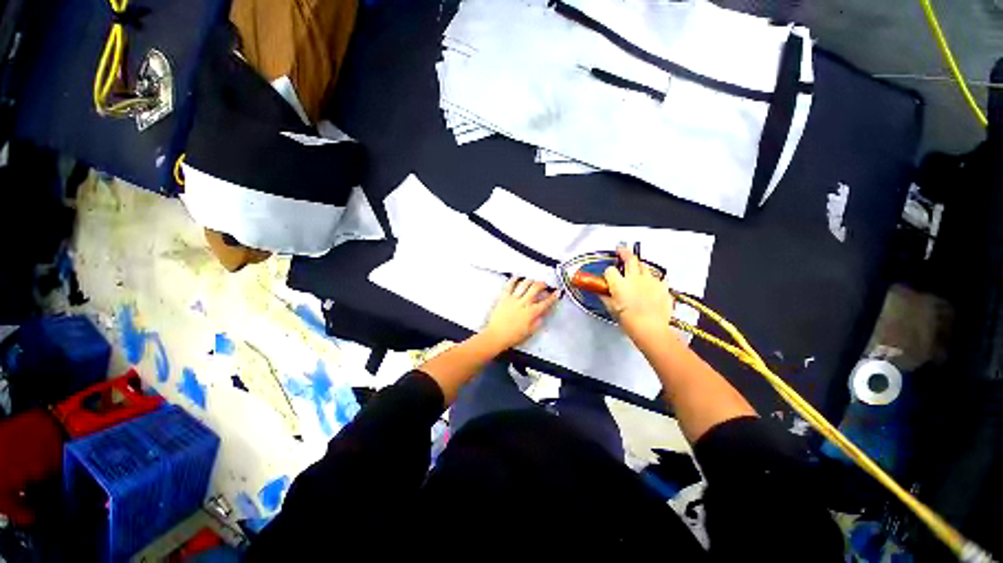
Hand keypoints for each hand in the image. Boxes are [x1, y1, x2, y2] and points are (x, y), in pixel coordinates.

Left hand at [482, 277, 560, 349]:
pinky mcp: (504, 297)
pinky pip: (509, 285)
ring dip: (530, 280)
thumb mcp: (530, 331)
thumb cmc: (513, 336)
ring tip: (533, 280)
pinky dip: (513, 279)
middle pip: (535, 288)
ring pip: (524, 284)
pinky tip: (517, 276)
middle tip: (544, 284)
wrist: (496, 336)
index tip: (557, 292)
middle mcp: (524, 303)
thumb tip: (542, 314)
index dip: (553, 297)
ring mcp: (513, 299)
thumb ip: (538, 321)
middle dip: (542, 284)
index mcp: (531, 312)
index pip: (546, 302)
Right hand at [601, 246, 674, 337]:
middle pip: (630, 258)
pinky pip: (657, 278)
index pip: (610, 270)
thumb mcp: (612, 309)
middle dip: (624, 253)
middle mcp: (634, 278)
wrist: (650, 328)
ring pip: (644, 266)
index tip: (608, 276)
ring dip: (639, 266)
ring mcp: (650, 281)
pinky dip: (652, 279)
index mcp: (619, 284)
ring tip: (637, 269)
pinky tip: (651, 285)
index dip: (608, 273)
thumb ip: (605, 298)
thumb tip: (601, 293)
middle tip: (621, 250)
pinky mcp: (662, 286)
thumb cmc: (628, 321)